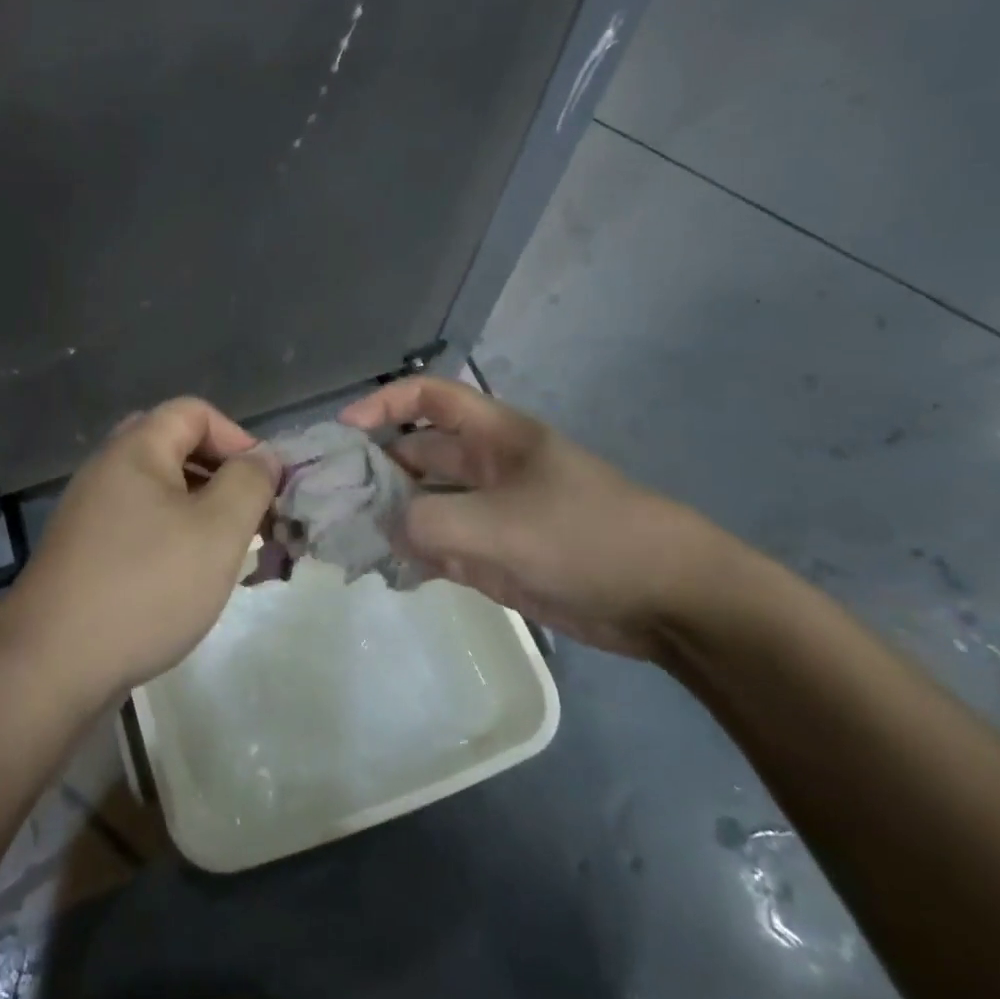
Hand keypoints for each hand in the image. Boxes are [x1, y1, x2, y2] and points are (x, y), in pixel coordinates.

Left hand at [0, 398, 280, 702]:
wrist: (51, 665)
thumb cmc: (145, 586)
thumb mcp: (217, 531)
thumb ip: (249, 483)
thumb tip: (263, 456)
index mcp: (135, 449)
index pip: (195, 412)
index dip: (239, 437)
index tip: (266, 485)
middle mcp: (107, 470)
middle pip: (175, 447)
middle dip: (221, 475)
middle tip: (249, 515)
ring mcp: (91, 512)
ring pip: (159, 491)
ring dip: (201, 510)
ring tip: (229, 551)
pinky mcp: (85, 551)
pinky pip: (140, 524)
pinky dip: (173, 536)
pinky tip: (189, 577)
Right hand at [340, 377, 722, 659]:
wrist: (669, 600)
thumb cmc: (585, 538)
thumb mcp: (498, 525)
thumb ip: (427, 522)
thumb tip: (384, 528)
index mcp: (493, 437)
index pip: (428, 398)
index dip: (383, 404)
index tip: (344, 431)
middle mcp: (486, 468)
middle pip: (416, 454)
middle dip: (375, 470)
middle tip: (330, 500)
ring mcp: (491, 513)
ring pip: (424, 504)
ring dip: (389, 517)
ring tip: (346, 539)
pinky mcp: (497, 555)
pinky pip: (442, 545)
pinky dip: (413, 554)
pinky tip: (386, 570)